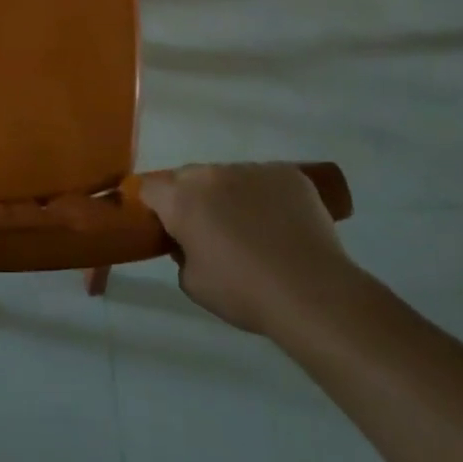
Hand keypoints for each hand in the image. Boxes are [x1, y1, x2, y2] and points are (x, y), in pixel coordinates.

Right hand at [139, 162, 360, 339]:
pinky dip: (267, 197)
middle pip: (189, 178)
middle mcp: (211, 174)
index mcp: (181, 199)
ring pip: (229, 177)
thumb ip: (181, 254)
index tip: (169, 229)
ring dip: (231, 196)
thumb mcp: (193, 283)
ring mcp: (251, 169)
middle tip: (211, 232)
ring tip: (254, 231)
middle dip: (193, 199)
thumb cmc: (243, 292)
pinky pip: (266, 180)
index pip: (150, 188)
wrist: (311, 292)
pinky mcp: (287, 173)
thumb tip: (190, 242)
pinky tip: (282, 226)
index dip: (156, 207)